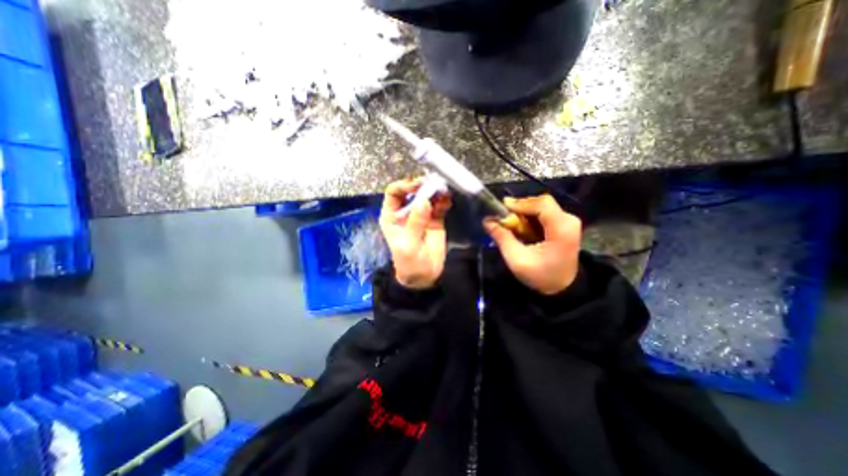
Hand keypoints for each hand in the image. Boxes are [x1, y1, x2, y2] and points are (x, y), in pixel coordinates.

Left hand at [382, 178, 453, 289]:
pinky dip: (444, 200)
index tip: (418, 186)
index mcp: (392, 215)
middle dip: (423, 186)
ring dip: (435, 191)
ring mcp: (421, 214)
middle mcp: (406, 211)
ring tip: (444, 190)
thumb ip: (415, 223)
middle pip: (412, 191)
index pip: (394, 192)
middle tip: (435, 184)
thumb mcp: (408, 245)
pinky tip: (447, 200)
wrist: (424, 275)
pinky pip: (440, 205)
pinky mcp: (435, 218)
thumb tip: (424, 202)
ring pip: (427, 195)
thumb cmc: (409, 263)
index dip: (404, 186)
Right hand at [484, 193, 583, 293]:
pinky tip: (521, 226)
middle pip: (543, 202)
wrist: (562, 288)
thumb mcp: (517, 260)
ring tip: (511, 222)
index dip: (521, 203)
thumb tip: (487, 221)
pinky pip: (545, 213)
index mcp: (562, 229)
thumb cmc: (541, 276)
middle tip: (504, 216)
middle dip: (521, 207)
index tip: (503, 208)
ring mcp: (568, 222)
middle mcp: (569, 221)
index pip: (542, 204)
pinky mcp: (564, 225)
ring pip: (543, 206)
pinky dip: (530, 217)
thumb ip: (502, 238)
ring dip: (524, 212)